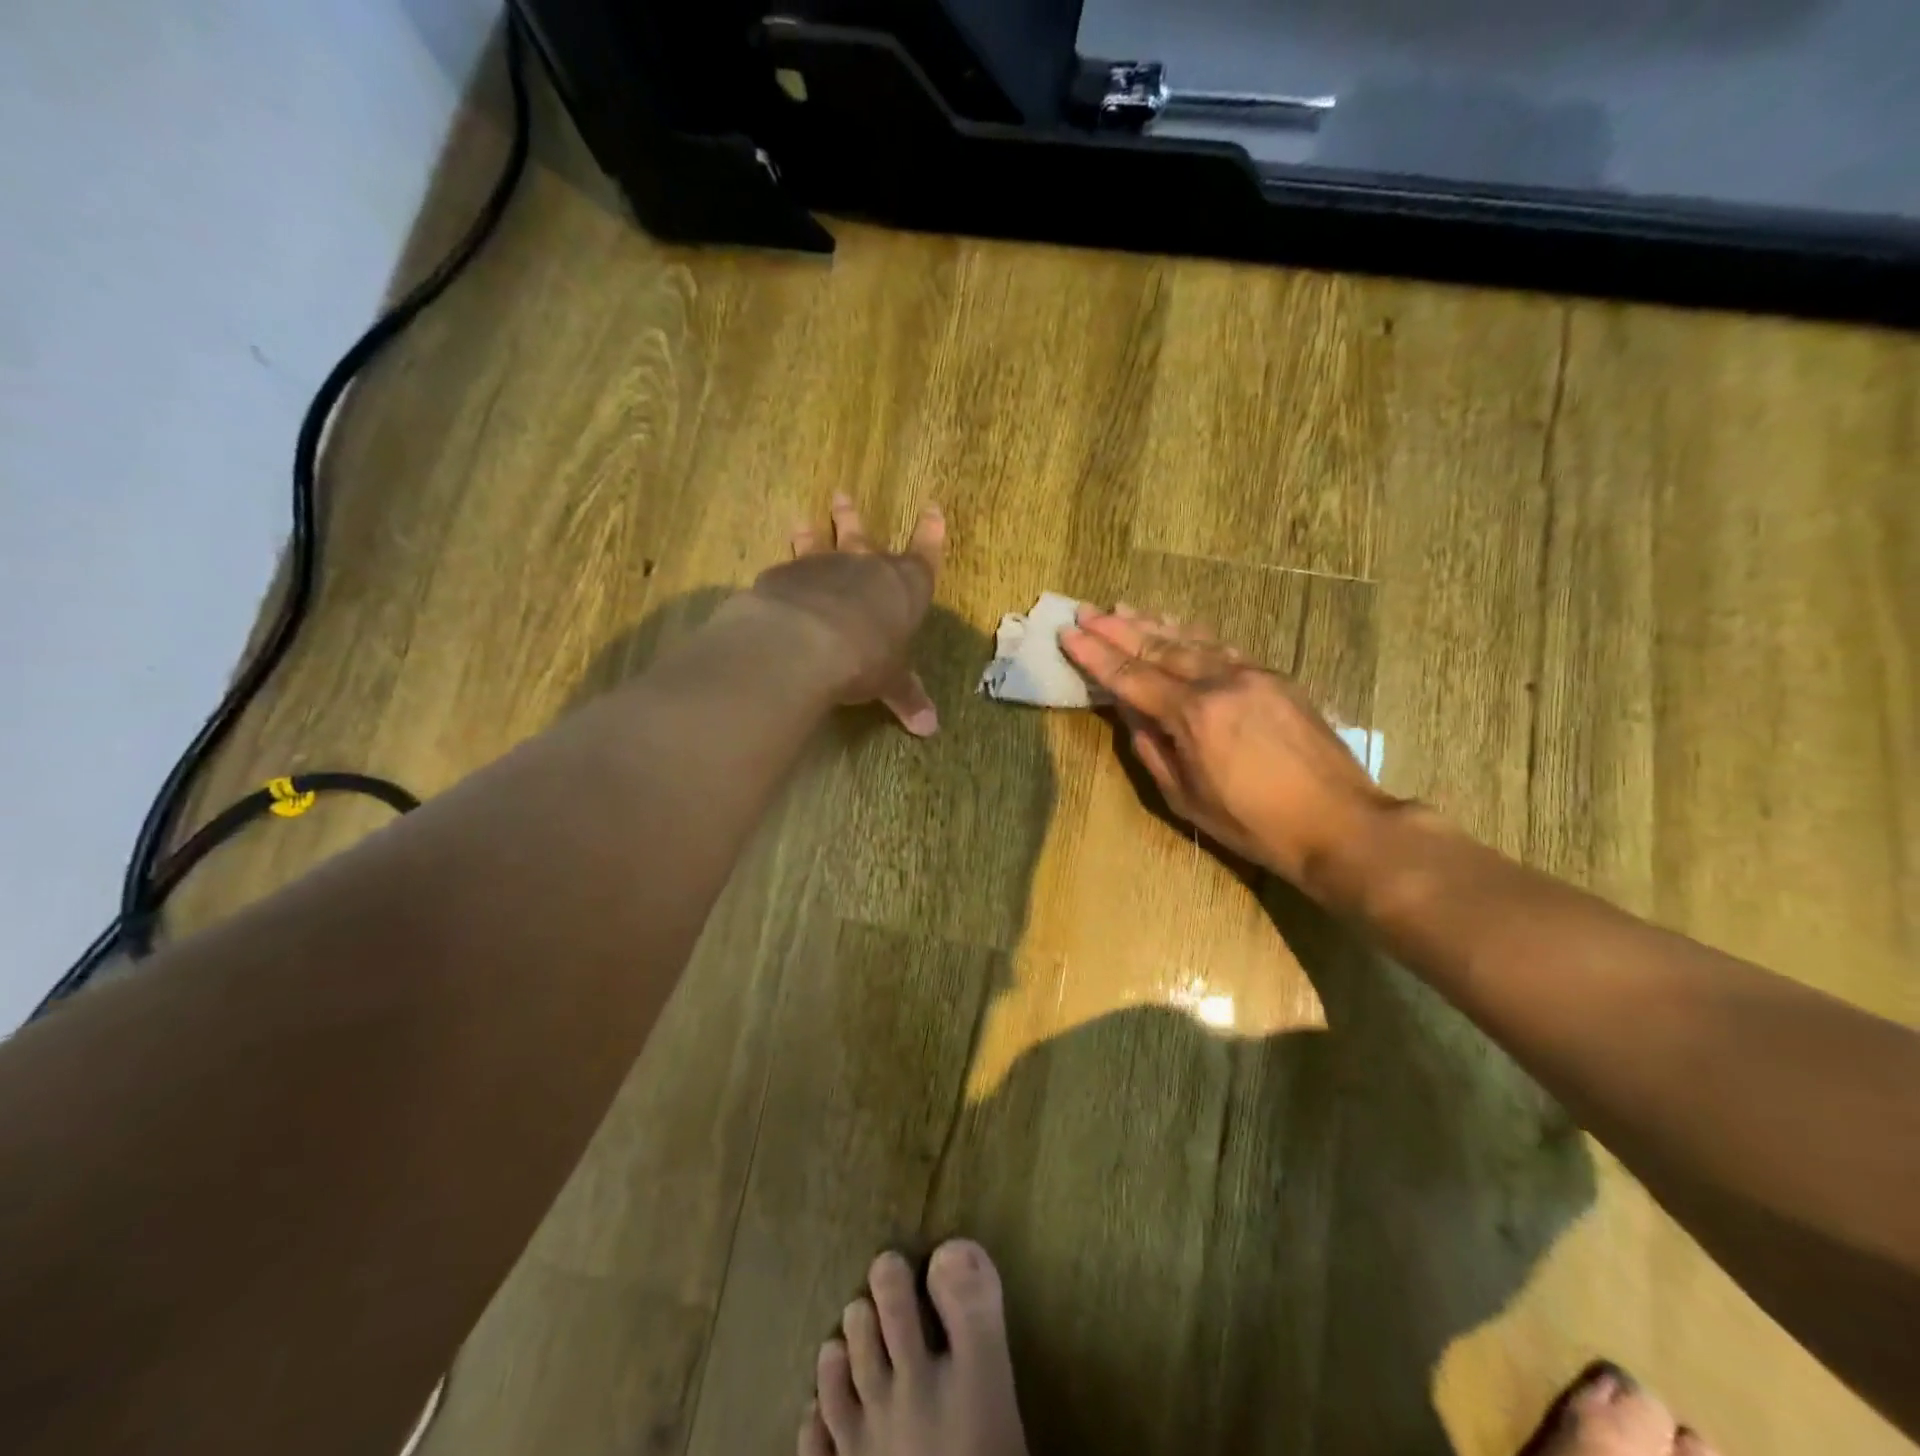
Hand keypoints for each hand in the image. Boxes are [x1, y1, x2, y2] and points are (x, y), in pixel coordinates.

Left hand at [748, 494, 944, 734]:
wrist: (806, 641)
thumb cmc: (866, 657)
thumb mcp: (890, 682)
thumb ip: (906, 698)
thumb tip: (930, 730)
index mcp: (903, 588)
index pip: (924, 555)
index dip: (930, 534)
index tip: (932, 508)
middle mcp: (865, 567)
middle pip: (863, 536)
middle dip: (854, 518)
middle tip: (842, 497)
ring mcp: (823, 566)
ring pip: (819, 543)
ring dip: (814, 531)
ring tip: (803, 520)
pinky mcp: (786, 575)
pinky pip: (787, 567)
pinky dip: (785, 568)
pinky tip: (777, 571)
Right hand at [1060, 606, 1397, 892]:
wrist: (1339, 821)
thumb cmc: (1253, 823)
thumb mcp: (1186, 797)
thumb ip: (1152, 749)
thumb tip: (1130, 712)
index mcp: (1193, 715)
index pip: (1131, 677)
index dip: (1095, 656)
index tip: (1068, 634)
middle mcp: (1221, 683)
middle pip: (1158, 648)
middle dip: (1117, 629)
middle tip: (1087, 611)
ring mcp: (1252, 675)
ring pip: (1192, 641)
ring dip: (1153, 624)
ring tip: (1124, 609)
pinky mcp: (1276, 679)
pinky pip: (1223, 648)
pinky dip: (1193, 635)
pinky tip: (1178, 627)